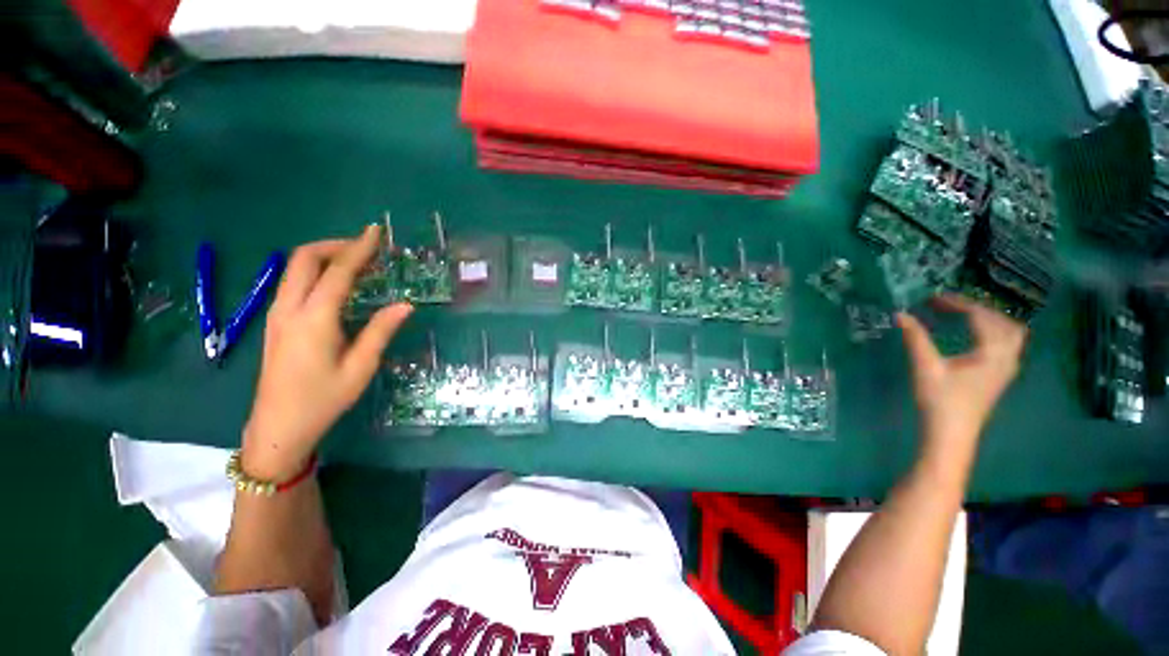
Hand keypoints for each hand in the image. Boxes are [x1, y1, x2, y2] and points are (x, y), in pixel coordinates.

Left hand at [241, 226, 411, 479]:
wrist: (277, 428)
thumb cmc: (323, 399)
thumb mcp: (360, 367)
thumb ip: (381, 331)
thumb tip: (405, 305)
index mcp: (314, 319)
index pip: (338, 271)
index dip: (359, 248)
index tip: (376, 232)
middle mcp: (289, 308)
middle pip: (304, 258)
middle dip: (336, 245)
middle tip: (366, 248)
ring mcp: (277, 314)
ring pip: (295, 268)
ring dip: (325, 256)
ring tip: (357, 262)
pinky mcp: (275, 322)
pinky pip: (294, 283)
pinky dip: (317, 272)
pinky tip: (337, 285)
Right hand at [897, 295, 1027, 453]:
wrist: (952, 434)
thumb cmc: (940, 400)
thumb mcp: (925, 367)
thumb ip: (916, 338)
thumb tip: (900, 314)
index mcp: (992, 352)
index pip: (981, 316)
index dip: (958, 303)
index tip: (933, 299)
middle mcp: (1007, 356)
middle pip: (1003, 321)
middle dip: (977, 308)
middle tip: (948, 306)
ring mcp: (1008, 367)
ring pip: (1011, 332)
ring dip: (990, 319)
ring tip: (964, 316)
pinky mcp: (1001, 375)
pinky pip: (1007, 344)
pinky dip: (994, 331)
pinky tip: (975, 335)